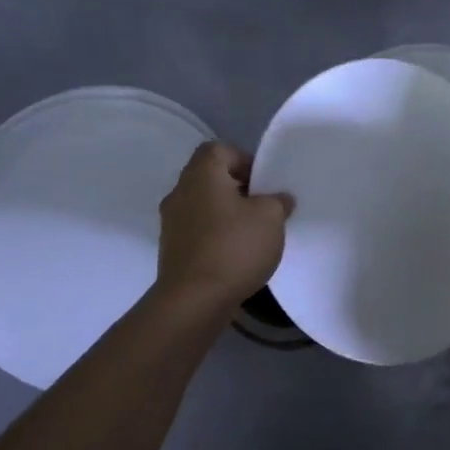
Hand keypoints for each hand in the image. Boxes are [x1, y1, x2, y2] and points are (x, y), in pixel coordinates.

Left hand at [156, 142, 291, 307]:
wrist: (194, 300)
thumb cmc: (234, 247)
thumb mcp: (271, 218)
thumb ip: (277, 201)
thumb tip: (278, 198)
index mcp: (201, 175)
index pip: (219, 149)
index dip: (244, 159)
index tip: (263, 183)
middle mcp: (180, 192)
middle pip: (210, 178)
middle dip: (237, 188)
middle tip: (262, 207)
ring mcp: (171, 222)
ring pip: (203, 206)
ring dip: (225, 214)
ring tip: (251, 234)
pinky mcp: (171, 249)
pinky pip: (197, 231)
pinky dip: (215, 235)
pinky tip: (235, 255)